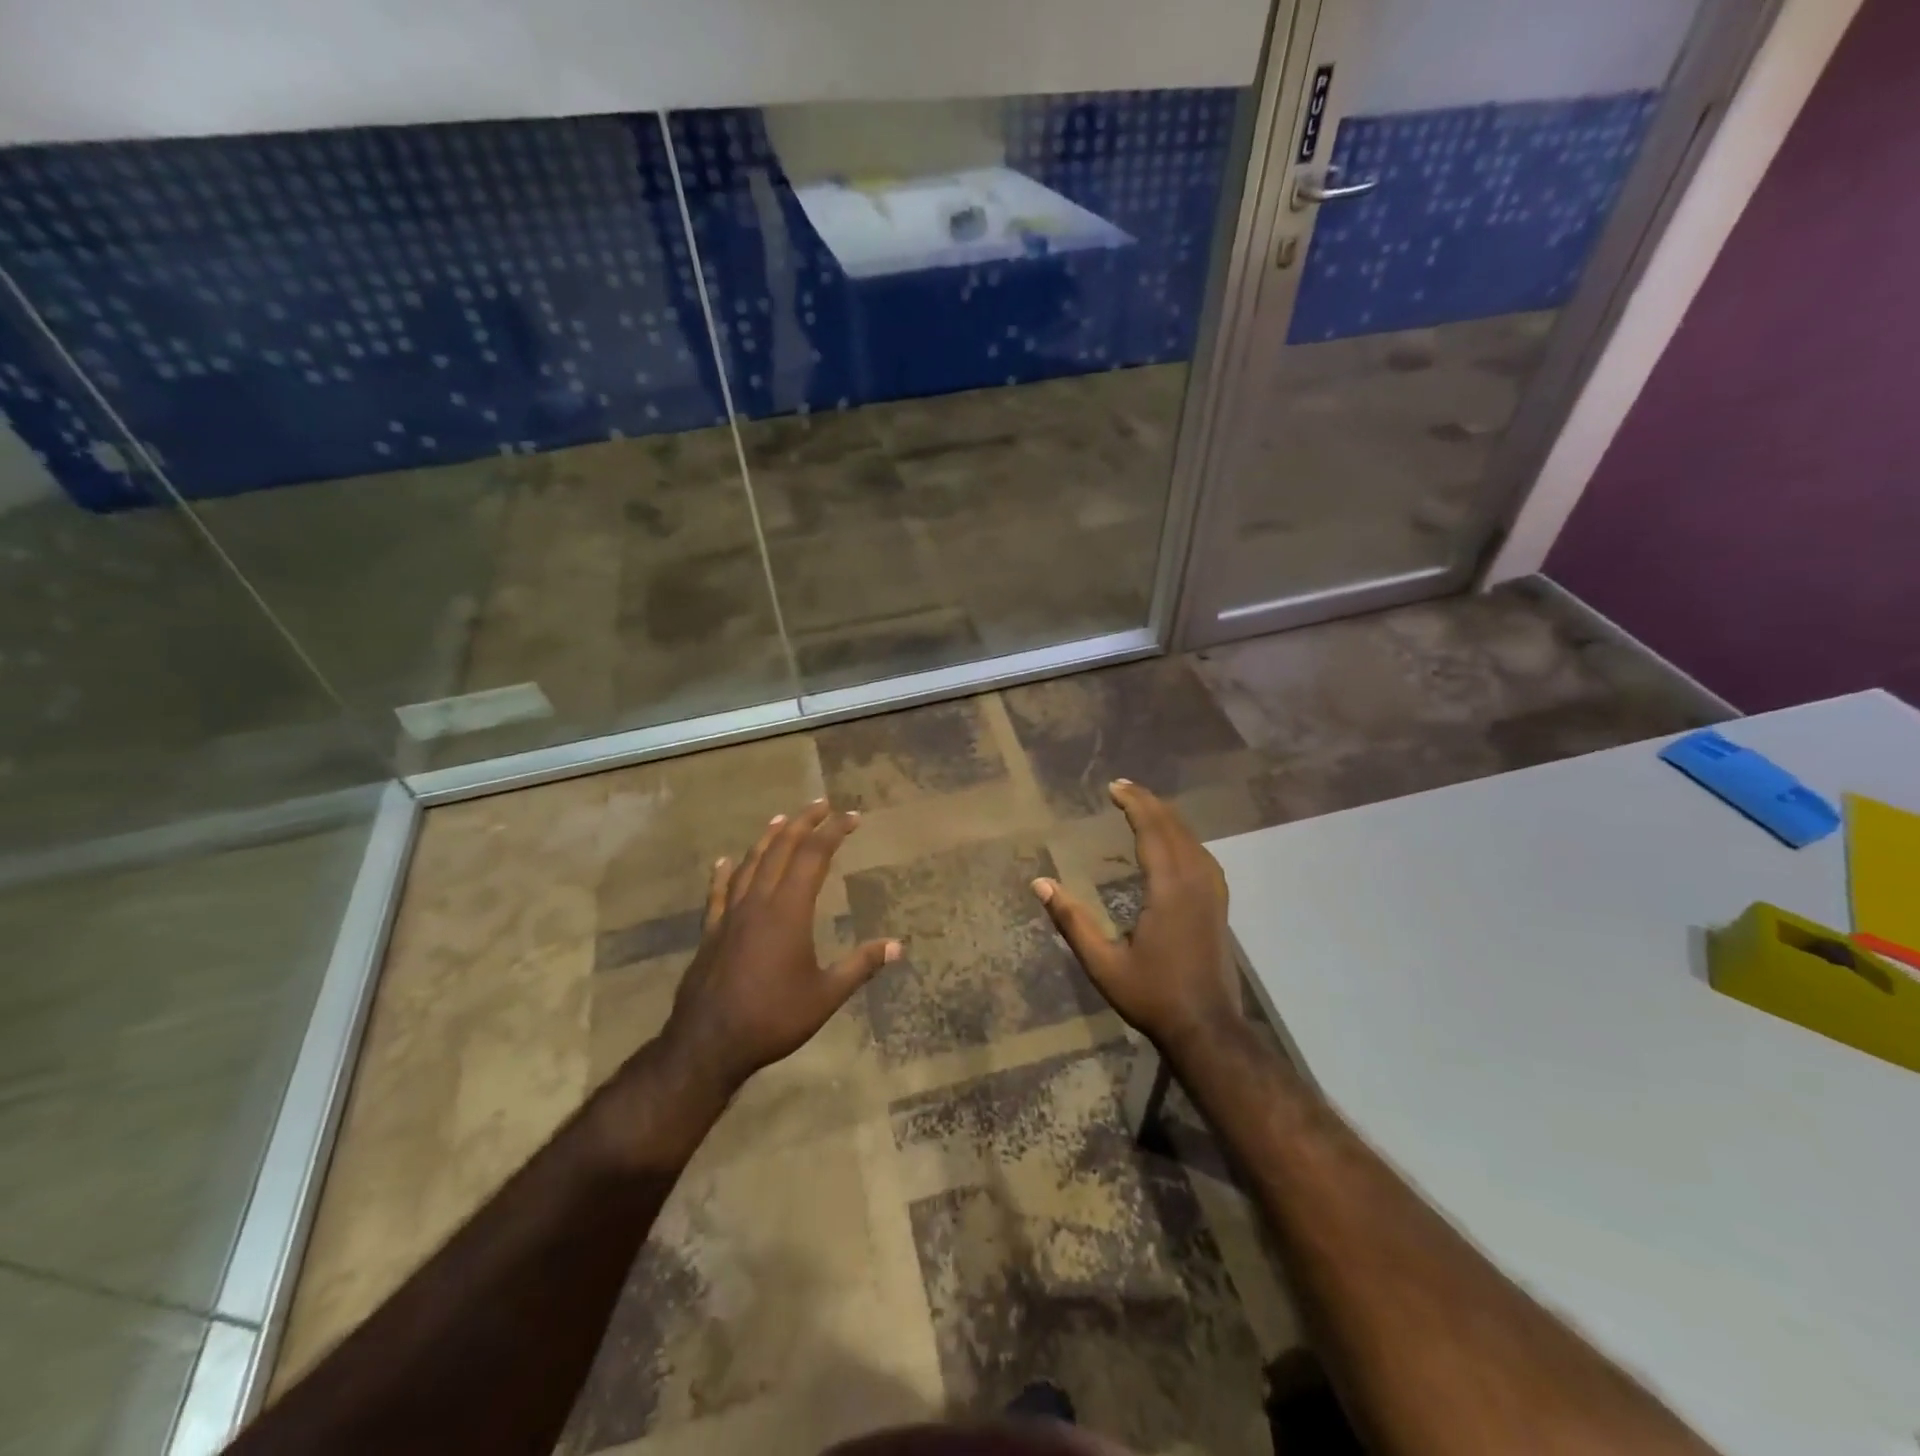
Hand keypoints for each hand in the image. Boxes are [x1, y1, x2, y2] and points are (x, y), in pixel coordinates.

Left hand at [660, 800, 899, 1096]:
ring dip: (768, 839)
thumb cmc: (773, 1018)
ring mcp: (731, 915)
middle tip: (821, 804)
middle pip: (782, 849)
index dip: (834, 832)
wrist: (709, 1043)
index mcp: (789, 910)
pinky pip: (718, 892)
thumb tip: (898, 946)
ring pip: (750, 864)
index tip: (851, 817)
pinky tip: (723, 861)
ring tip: (781, 819)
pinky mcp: (712, 932)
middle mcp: (759, 902)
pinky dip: (723, 873)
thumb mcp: (826, 995)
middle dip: (803, 823)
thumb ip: (861, 966)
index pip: (815, 856)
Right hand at [1032, 779, 1240, 1054]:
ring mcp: (1212, 893)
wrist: (1206, 1028)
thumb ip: (1072, 920)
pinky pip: (1202, 856)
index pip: (1152, 831)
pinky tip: (1175, 842)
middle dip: (1149, 803)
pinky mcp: (1219, 905)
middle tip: (1123, 787)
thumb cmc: (1152, 995)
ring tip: (1144, 805)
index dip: (1134, 805)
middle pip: (1174, 828)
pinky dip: (1184, 837)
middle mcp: (1195, 882)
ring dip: (1167, 818)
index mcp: (1169, 889)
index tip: (1113, 787)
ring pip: (1192, 840)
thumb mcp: (1102, 963)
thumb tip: (1040, 883)